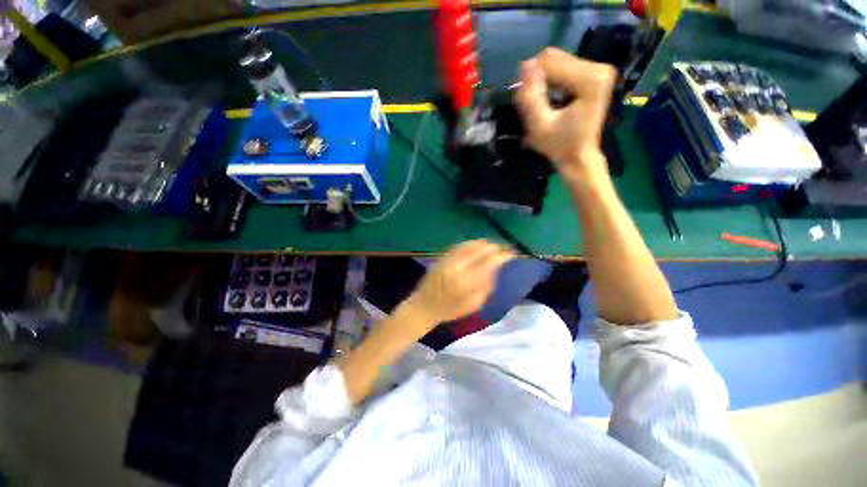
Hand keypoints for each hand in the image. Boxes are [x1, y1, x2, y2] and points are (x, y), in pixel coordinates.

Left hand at [406, 240, 514, 326]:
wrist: (424, 306)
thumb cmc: (450, 310)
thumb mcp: (474, 304)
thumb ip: (486, 286)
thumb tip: (495, 268)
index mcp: (466, 281)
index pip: (488, 262)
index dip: (501, 255)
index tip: (511, 253)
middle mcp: (457, 266)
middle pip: (479, 250)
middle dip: (493, 247)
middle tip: (503, 248)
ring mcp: (448, 260)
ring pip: (468, 245)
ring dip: (482, 243)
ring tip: (492, 244)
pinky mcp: (441, 257)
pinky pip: (458, 246)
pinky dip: (470, 243)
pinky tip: (476, 244)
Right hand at [515, 47, 616, 178]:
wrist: (579, 157)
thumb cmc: (559, 146)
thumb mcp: (539, 126)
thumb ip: (531, 97)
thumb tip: (526, 65)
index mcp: (590, 79)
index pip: (550, 62)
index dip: (531, 78)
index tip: (525, 100)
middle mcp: (599, 68)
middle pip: (556, 57)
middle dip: (538, 78)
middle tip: (532, 102)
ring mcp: (599, 69)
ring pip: (559, 61)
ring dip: (544, 80)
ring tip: (541, 103)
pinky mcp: (596, 74)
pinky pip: (566, 67)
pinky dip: (553, 81)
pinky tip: (551, 98)